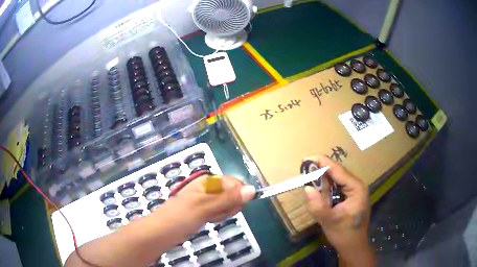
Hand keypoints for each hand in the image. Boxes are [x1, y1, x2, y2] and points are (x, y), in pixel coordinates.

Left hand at [171, 174, 255, 223]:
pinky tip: (209, 220)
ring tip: (209, 218)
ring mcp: (206, 200)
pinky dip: (217, 217)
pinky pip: (219, 211)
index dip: (237, 195)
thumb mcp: (206, 206)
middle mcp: (208, 188)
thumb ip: (229, 199)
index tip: (232, 207)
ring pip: (226, 204)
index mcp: (208, 181)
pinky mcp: (204, 210)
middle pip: (232, 194)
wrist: (161, 231)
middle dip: (228, 206)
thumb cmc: (181, 216)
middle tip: (215, 213)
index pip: (234, 183)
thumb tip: (252, 189)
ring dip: (222, 213)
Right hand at [304, 155, 370, 253]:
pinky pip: (337, 186)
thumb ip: (318, 205)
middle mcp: (357, 185)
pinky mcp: (350, 195)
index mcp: (357, 188)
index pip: (338, 170)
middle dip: (321, 169)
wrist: (353, 245)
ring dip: (323, 177)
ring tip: (308, 175)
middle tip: (304, 168)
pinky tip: (318, 187)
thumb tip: (306, 188)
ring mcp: (355, 190)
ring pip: (337, 178)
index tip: (307, 158)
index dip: (322, 162)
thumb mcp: (329, 221)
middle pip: (338, 172)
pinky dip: (326, 185)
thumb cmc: (344, 234)